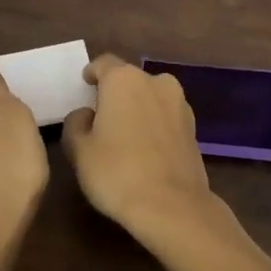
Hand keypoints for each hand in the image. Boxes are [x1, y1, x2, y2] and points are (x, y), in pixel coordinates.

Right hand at [64, 54, 270, 270]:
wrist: (172, 206)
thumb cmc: (117, 172)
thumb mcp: (79, 149)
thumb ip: (76, 123)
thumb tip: (87, 114)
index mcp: (125, 80)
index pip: (103, 64)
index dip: (91, 74)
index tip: (84, 86)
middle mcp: (156, 83)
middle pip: (129, 81)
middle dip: (115, 94)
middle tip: (100, 117)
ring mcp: (180, 105)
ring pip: (151, 99)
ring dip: (138, 110)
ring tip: (124, 136)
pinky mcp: (194, 129)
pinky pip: (166, 119)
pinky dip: (154, 127)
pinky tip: (145, 150)